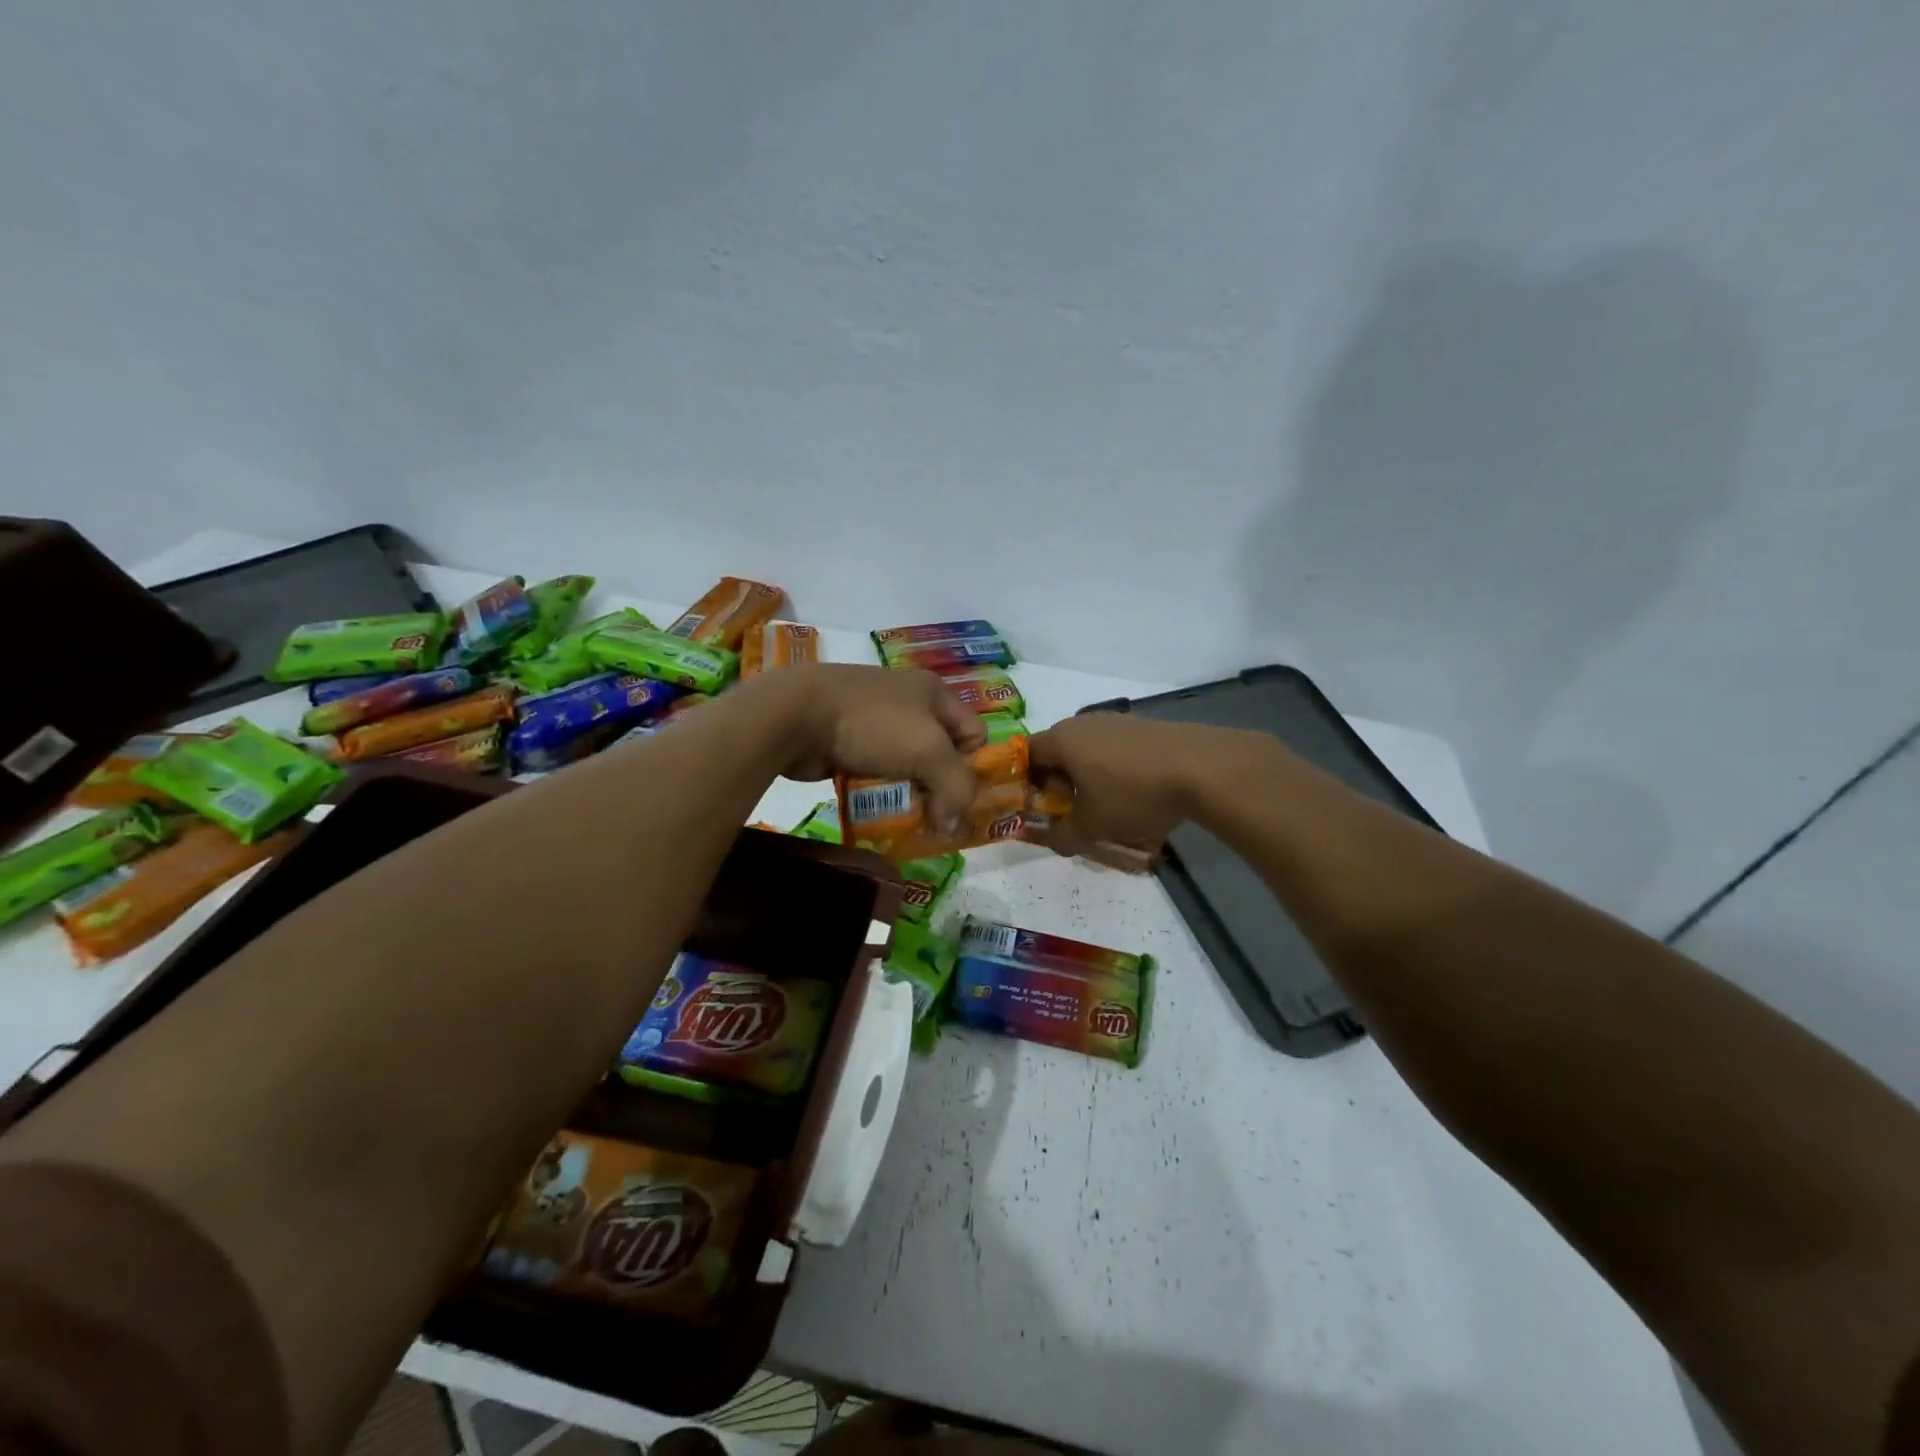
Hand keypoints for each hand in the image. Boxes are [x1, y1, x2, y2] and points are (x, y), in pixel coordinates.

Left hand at [759, 664, 985, 825]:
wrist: (795, 715)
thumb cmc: (873, 724)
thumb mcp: (930, 752)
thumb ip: (956, 787)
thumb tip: (953, 825)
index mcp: (934, 692)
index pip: (974, 734)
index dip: (972, 767)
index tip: (956, 798)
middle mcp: (908, 702)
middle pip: (940, 755)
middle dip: (938, 788)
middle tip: (933, 819)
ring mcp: (875, 721)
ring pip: (907, 767)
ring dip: (907, 794)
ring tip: (902, 818)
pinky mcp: (847, 741)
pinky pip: (876, 773)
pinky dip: (878, 792)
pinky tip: (873, 809)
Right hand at [1028, 713, 1230, 864]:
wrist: (1201, 768)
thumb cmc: (1132, 794)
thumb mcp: (1091, 826)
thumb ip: (1061, 835)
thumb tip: (1048, 839)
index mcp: (1061, 739)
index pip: (1026, 756)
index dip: (1024, 784)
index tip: (1036, 810)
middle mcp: (1084, 723)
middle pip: (1058, 752)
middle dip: (1059, 785)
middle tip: (1069, 814)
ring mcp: (1117, 721)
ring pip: (1089, 752)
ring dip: (1089, 779)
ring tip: (1105, 809)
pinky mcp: (1144, 727)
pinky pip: (1116, 751)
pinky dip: (1115, 773)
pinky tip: (1134, 796)